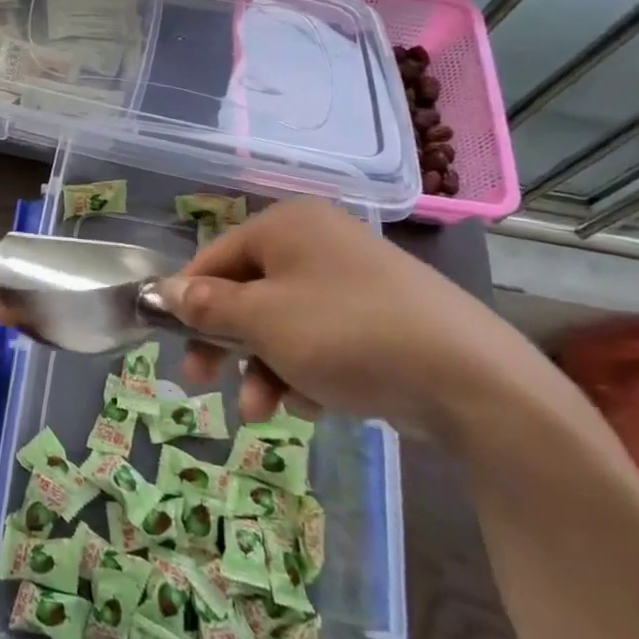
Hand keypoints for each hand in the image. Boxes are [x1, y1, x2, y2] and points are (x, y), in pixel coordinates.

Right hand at [164, 200, 548, 448]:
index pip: (214, 256)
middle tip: (201, 382)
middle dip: (225, 343)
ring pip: (283, 322)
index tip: (168, 342)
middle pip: (247, 292)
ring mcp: (354, 279)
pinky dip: (306, 370)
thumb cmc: (346, 334)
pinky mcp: (382, 317)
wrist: (472, 380)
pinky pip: (322, 338)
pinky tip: (315, 404)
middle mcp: (318, 241)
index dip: (186, 299)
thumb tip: (166, 290)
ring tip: (264, 413)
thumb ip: (207, 305)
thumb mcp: (262, 320)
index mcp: (287, 225)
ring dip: (263, 367)